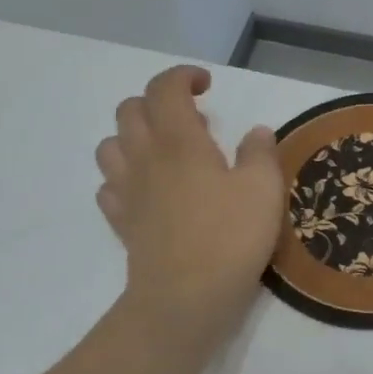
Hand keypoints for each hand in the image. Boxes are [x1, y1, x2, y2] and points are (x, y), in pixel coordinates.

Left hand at [95, 66, 282, 356]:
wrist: (186, 296)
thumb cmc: (230, 237)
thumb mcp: (264, 190)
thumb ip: (260, 153)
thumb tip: (256, 132)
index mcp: (179, 140)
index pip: (165, 88)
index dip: (182, 77)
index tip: (206, 86)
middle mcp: (145, 157)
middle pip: (129, 110)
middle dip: (156, 103)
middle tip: (191, 123)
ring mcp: (127, 191)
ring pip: (109, 145)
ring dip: (133, 138)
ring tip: (164, 154)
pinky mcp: (121, 222)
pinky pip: (108, 187)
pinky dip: (124, 179)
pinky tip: (146, 192)